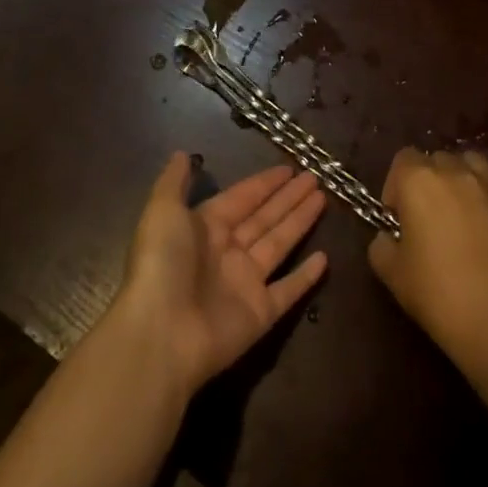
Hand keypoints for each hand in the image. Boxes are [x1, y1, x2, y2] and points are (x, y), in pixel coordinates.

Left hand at [116, 152, 328, 397]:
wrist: (161, 333)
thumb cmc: (162, 264)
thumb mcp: (162, 211)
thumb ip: (174, 181)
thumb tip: (183, 153)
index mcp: (205, 227)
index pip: (242, 198)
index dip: (264, 183)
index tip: (289, 168)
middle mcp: (227, 252)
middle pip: (265, 217)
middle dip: (288, 197)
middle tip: (315, 177)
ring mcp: (245, 283)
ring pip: (280, 244)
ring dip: (300, 222)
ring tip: (324, 198)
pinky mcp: (260, 314)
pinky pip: (288, 290)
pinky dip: (306, 276)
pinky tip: (325, 258)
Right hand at [368, 149, 487, 363]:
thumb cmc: (436, 294)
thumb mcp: (390, 272)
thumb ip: (382, 244)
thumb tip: (390, 237)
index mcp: (418, 181)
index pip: (402, 159)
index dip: (396, 187)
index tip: (399, 219)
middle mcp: (455, 171)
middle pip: (437, 159)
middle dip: (429, 183)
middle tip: (429, 221)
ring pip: (473, 161)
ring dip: (464, 177)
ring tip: (464, 209)